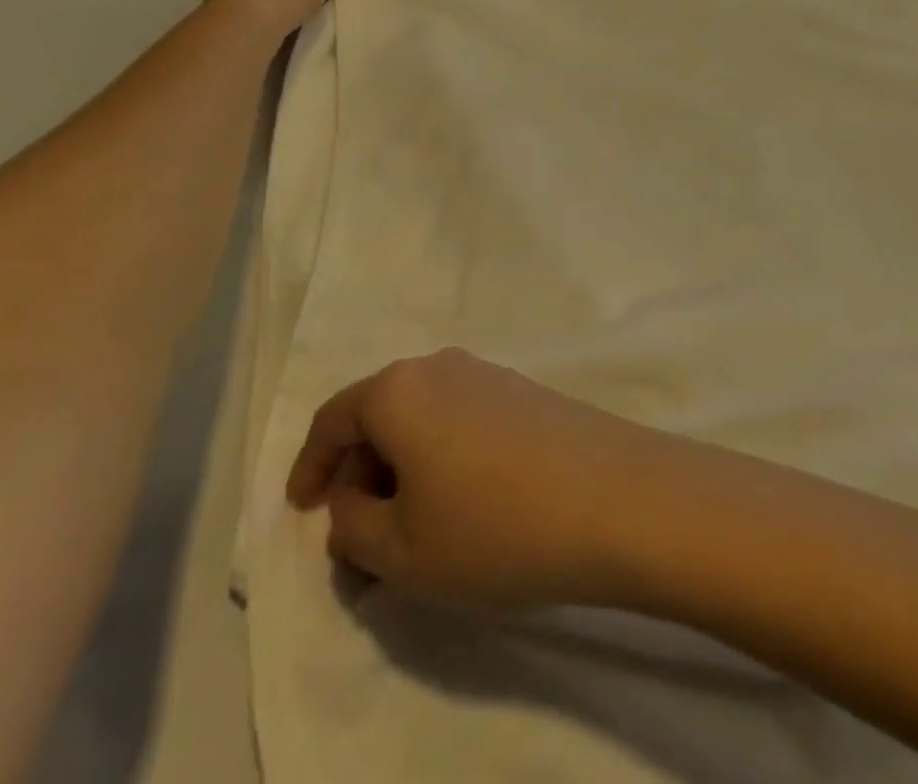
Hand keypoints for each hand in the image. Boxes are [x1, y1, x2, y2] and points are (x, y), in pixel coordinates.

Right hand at [287, 349, 677, 609]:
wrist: (616, 498)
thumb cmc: (493, 526)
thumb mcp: (402, 551)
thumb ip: (354, 528)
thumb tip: (352, 504)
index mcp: (398, 390)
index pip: (333, 420)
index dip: (309, 466)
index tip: (301, 509)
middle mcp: (440, 366)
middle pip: (380, 415)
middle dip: (361, 475)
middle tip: (362, 537)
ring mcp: (488, 373)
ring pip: (423, 419)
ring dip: (406, 469)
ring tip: (415, 529)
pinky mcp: (526, 391)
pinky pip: (462, 420)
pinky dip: (444, 459)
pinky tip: (465, 504)